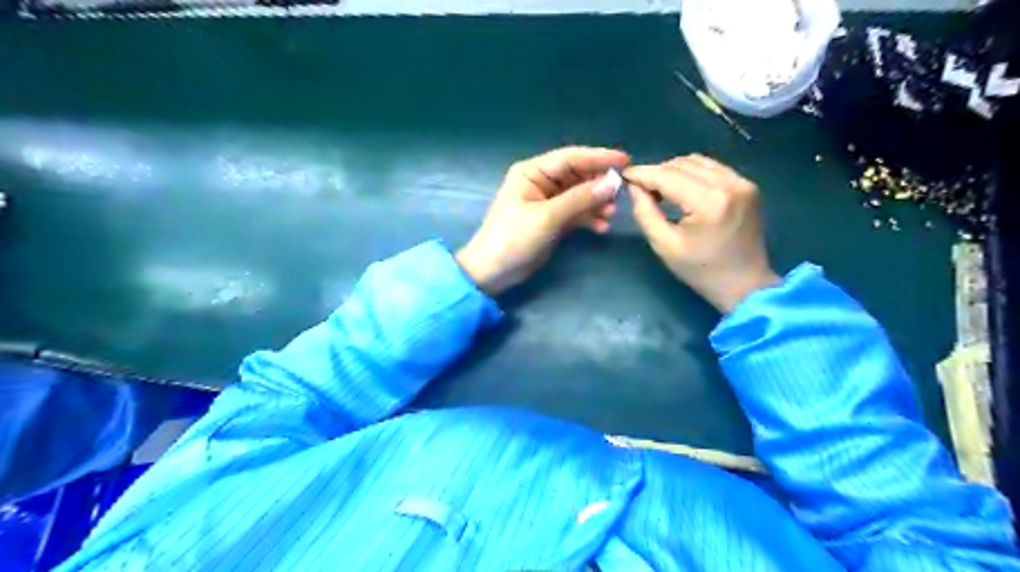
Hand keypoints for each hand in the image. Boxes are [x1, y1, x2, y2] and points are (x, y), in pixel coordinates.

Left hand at [457, 146, 630, 296]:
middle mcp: (540, 182)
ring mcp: (546, 202)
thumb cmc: (514, 239)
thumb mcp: (547, 217)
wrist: (493, 272)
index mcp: (532, 172)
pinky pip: (575, 213)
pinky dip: (588, 218)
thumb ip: (580, 199)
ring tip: (611, 214)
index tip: (625, 161)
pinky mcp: (551, 221)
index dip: (598, 158)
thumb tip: (612, 183)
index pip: (570, 158)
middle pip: (577, 176)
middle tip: (621, 194)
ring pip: (579, 195)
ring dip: (596, 203)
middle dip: (599, 184)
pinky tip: (601, 227)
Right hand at [623, 154, 783, 312]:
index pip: (668, 176)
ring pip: (698, 161)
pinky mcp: (748, 186)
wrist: (745, 284)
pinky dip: (693, 173)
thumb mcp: (664, 245)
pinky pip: (713, 168)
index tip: (625, 175)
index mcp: (709, 203)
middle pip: (682, 164)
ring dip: (675, 170)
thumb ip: (645, 212)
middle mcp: (729, 184)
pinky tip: (683, 189)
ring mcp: (742, 182)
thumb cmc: (701, 270)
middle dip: (658, 172)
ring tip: (661, 189)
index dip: (643, 173)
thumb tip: (634, 187)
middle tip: (642, 189)